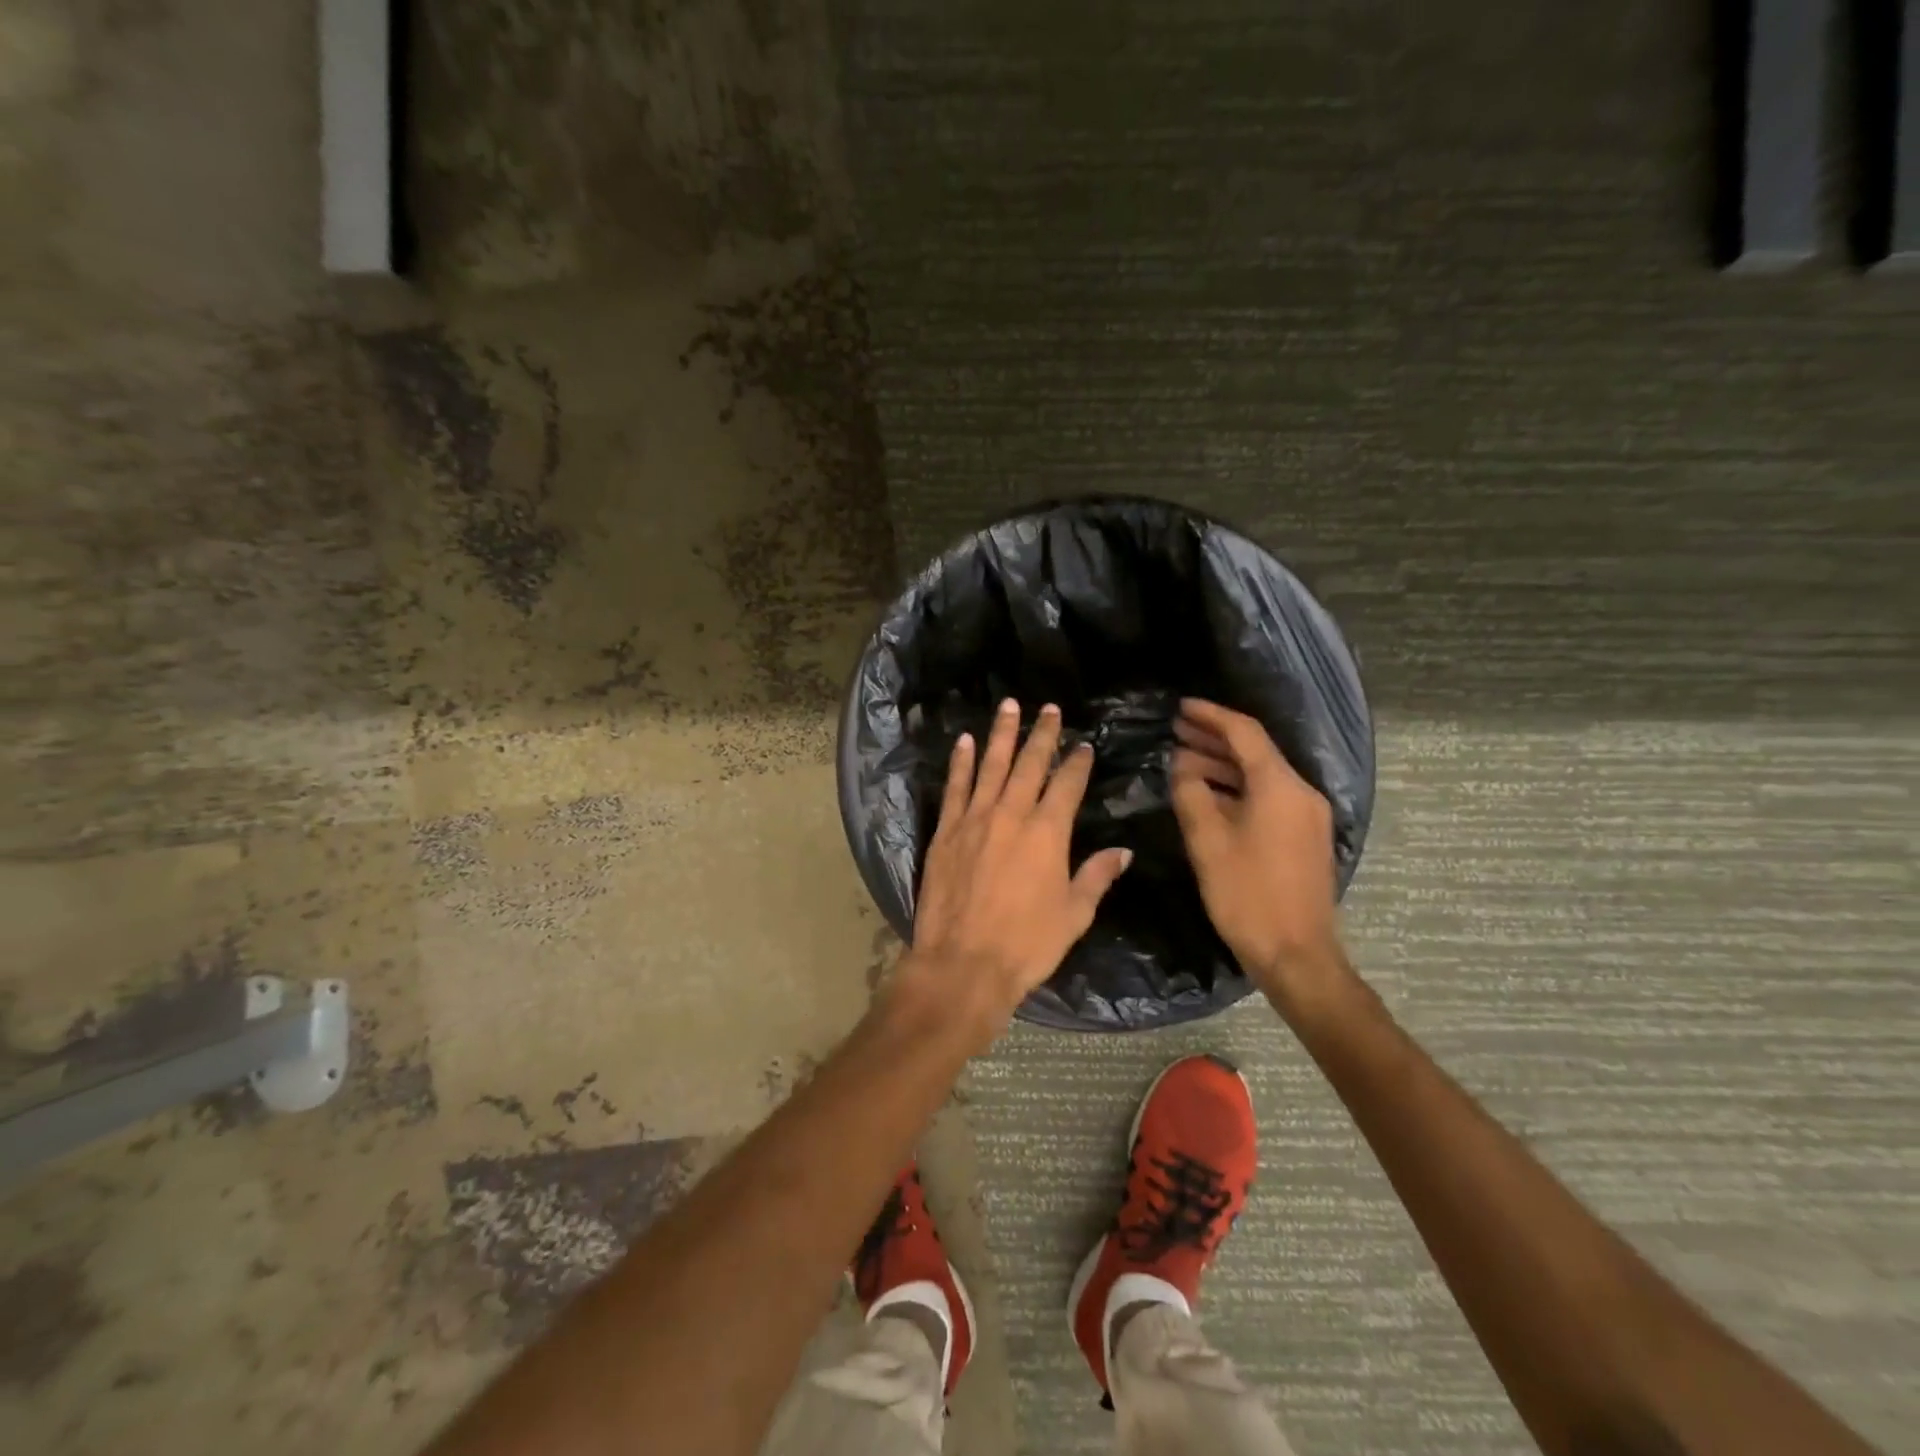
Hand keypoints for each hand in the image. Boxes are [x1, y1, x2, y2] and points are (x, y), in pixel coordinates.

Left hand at [903, 699, 1132, 1046]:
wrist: (963, 963)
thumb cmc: (1027, 944)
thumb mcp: (1074, 914)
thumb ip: (1096, 876)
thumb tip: (1123, 851)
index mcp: (1048, 833)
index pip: (1067, 784)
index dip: (1078, 762)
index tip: (1084, 745)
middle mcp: (1012, 815)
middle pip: (1030, 764)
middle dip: (1043, 734)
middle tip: (1049, 709)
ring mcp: (974, 820)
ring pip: (991, 766)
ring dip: (1002, 734)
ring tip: (1009, 706)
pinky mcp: (946, 832)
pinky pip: (955, 788)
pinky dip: (961, 763)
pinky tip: (965, 742)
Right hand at [1169, 698, 1345, 1004]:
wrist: (1296, 954)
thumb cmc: (1247, 895)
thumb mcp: (1207, 842)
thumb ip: (1191, 794)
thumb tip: (1181, 765)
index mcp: (1280, 787)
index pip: (1244, 733)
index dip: (1211, 716)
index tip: (1181, 707)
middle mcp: (1300, 793)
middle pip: (1255, 752)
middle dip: (1213, 739)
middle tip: (1175, 731)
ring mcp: (1306, 816)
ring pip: (1261, 776)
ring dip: (1223, 766)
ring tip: (1182, 762)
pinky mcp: (1303, 837)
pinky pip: (1268, 797)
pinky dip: (1237, 789)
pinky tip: (1207, 795)